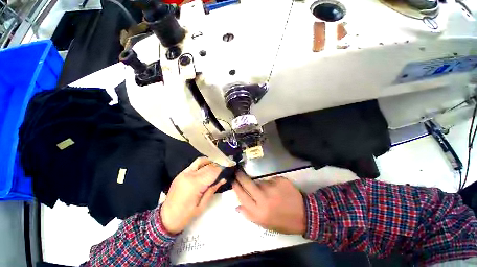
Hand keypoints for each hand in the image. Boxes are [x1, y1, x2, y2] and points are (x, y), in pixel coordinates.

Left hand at [161, 157, 225, 234]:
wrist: (166, 218)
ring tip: (216, 165)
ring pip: (200, 161)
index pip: (212, 171)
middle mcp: (189, 175)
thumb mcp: (202, 205)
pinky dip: (203, 163)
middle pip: (207, 165)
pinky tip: (207, 167)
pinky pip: (194, 164)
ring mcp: (184, 173)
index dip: (221, 168)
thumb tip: (223, 179)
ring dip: (210, 161)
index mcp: (195, 185)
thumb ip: (213, 189)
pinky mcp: (181, 173)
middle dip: (217, 164)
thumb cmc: (186, 215)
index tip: (228, 166)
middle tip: (224, 166)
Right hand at [232, 172, 305, 234]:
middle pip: (248, 183)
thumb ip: (249, 215)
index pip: (242, 195)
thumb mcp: (264, 224)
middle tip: (237, 171)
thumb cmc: (282, 222)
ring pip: (260, 182)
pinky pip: (271, 180)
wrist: (304, 215)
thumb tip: (237, 206)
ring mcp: (273, 188)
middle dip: (240, 176)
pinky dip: (271, 184)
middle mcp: (264, 198)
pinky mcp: (280, 181)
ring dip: (260, 184)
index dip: (236, 187)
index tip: (232, 180)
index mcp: (259, 211)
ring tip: (269, 192)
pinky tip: (278, 190)